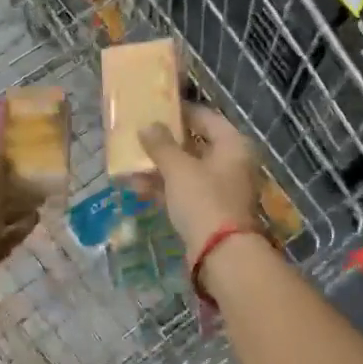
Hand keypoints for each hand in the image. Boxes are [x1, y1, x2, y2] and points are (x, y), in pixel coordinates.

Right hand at [138, 105, 262, 254]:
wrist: (221, 254)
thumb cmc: (204, 200)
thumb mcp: (179, 169)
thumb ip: (161, 145)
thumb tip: (148, 126)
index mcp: (233, 145)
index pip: (206, 117)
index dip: (180, 112)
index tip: (155, 108)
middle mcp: (231, 163)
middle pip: (196, 144)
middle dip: (166, 142)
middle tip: (139, 135)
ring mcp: (222, 188)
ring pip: (188, 170)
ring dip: (160, 167)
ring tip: (130, 163)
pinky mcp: (210, 210)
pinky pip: (185, 191)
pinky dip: (164, 188)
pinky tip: (137, 187)